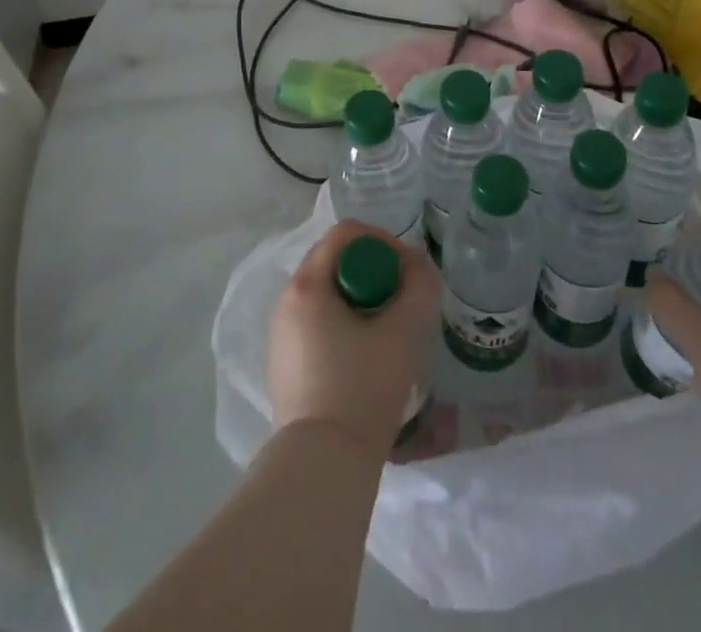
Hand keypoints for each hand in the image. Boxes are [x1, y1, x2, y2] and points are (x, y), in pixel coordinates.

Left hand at [268, 222, 436, 459]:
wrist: (322, 466)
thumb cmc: (362, 388)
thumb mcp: (404, 331)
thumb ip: (419, 285)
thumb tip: (417, 264)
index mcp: (307, 284)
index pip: (346, 234)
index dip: (383, 242)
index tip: (407, 272)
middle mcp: (286, 301)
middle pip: (335, 262)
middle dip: (373, 272)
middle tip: (401, 302)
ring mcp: (281, 335)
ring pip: (327, 295)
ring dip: (360, 301)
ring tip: (387, 333)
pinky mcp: (284, 366)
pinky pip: (317, 324)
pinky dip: (343, 327)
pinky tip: (364, 361)